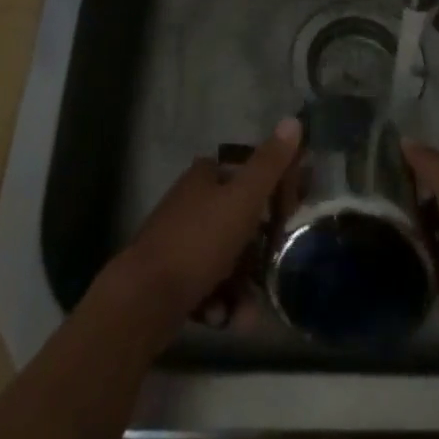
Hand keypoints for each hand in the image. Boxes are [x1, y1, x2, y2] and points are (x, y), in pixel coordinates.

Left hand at [105, 118, 301, 329]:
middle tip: (279, 268)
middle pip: (240, 219)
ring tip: (249, 311)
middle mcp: (192, 202)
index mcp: (206, 176)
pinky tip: (224, 318)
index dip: (275, 191)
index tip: (295, 215)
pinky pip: (209, 285)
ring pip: (227, 258)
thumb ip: (269, 164)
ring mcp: (180, 241)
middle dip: (261, 250)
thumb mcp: (242, 199)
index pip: (249, 173)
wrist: (143, 301)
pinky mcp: (172, 278)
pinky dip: (221, 301)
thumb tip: (293, 120)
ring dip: (243, 285)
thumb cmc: (197, 242)